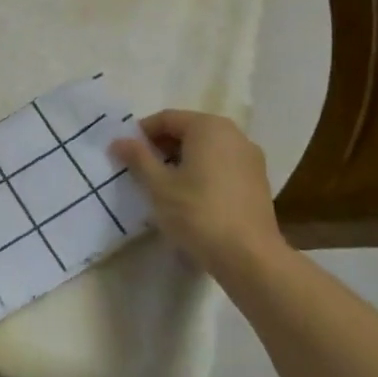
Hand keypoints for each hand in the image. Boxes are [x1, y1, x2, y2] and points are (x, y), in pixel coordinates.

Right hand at [110, 110, 286, 272]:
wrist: (249, 257)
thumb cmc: (198, 213)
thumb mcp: (158, 185)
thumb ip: (137, 158)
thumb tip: (119, 141)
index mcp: (208, 127)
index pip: (166, 119)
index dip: (142, 134)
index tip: (125, 154)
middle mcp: (234, 134)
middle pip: (188, 131)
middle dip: (162, 147)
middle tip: (141, 170)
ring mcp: (250, 158)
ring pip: (206, 149)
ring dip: (181, 160)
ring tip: (163, 185)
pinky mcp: (258, 181)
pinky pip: (222, 165)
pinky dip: (202, 172)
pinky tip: (190, 197)